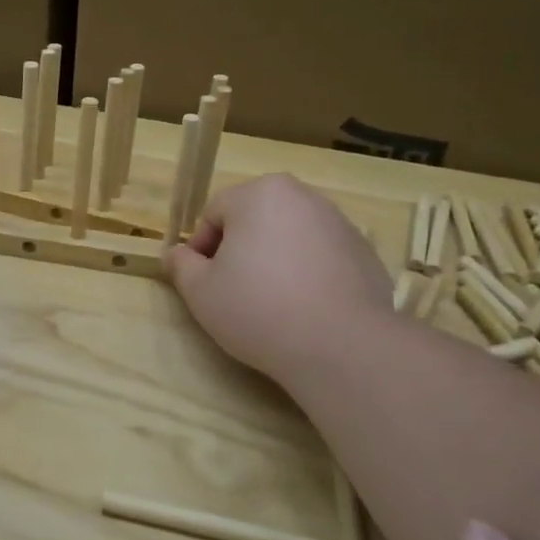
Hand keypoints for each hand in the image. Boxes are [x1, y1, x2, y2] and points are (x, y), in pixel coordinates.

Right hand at [164, 174, 393, 381]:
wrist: (340, 344)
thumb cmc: (258, 309)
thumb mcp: (201, 292)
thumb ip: (182, 266)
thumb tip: (175, 253)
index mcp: (259, 194)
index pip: (214, 212)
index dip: (200, 248)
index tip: (201, 282)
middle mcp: (302, 196)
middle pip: (255, 219)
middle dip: (239, 250)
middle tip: (232, 292)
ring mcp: (339, 223)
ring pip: (289, 237)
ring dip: (273, 261)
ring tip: (270, 303)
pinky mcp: (364, 252)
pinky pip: (321, 257)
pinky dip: (307, 274)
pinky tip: (304, 310)